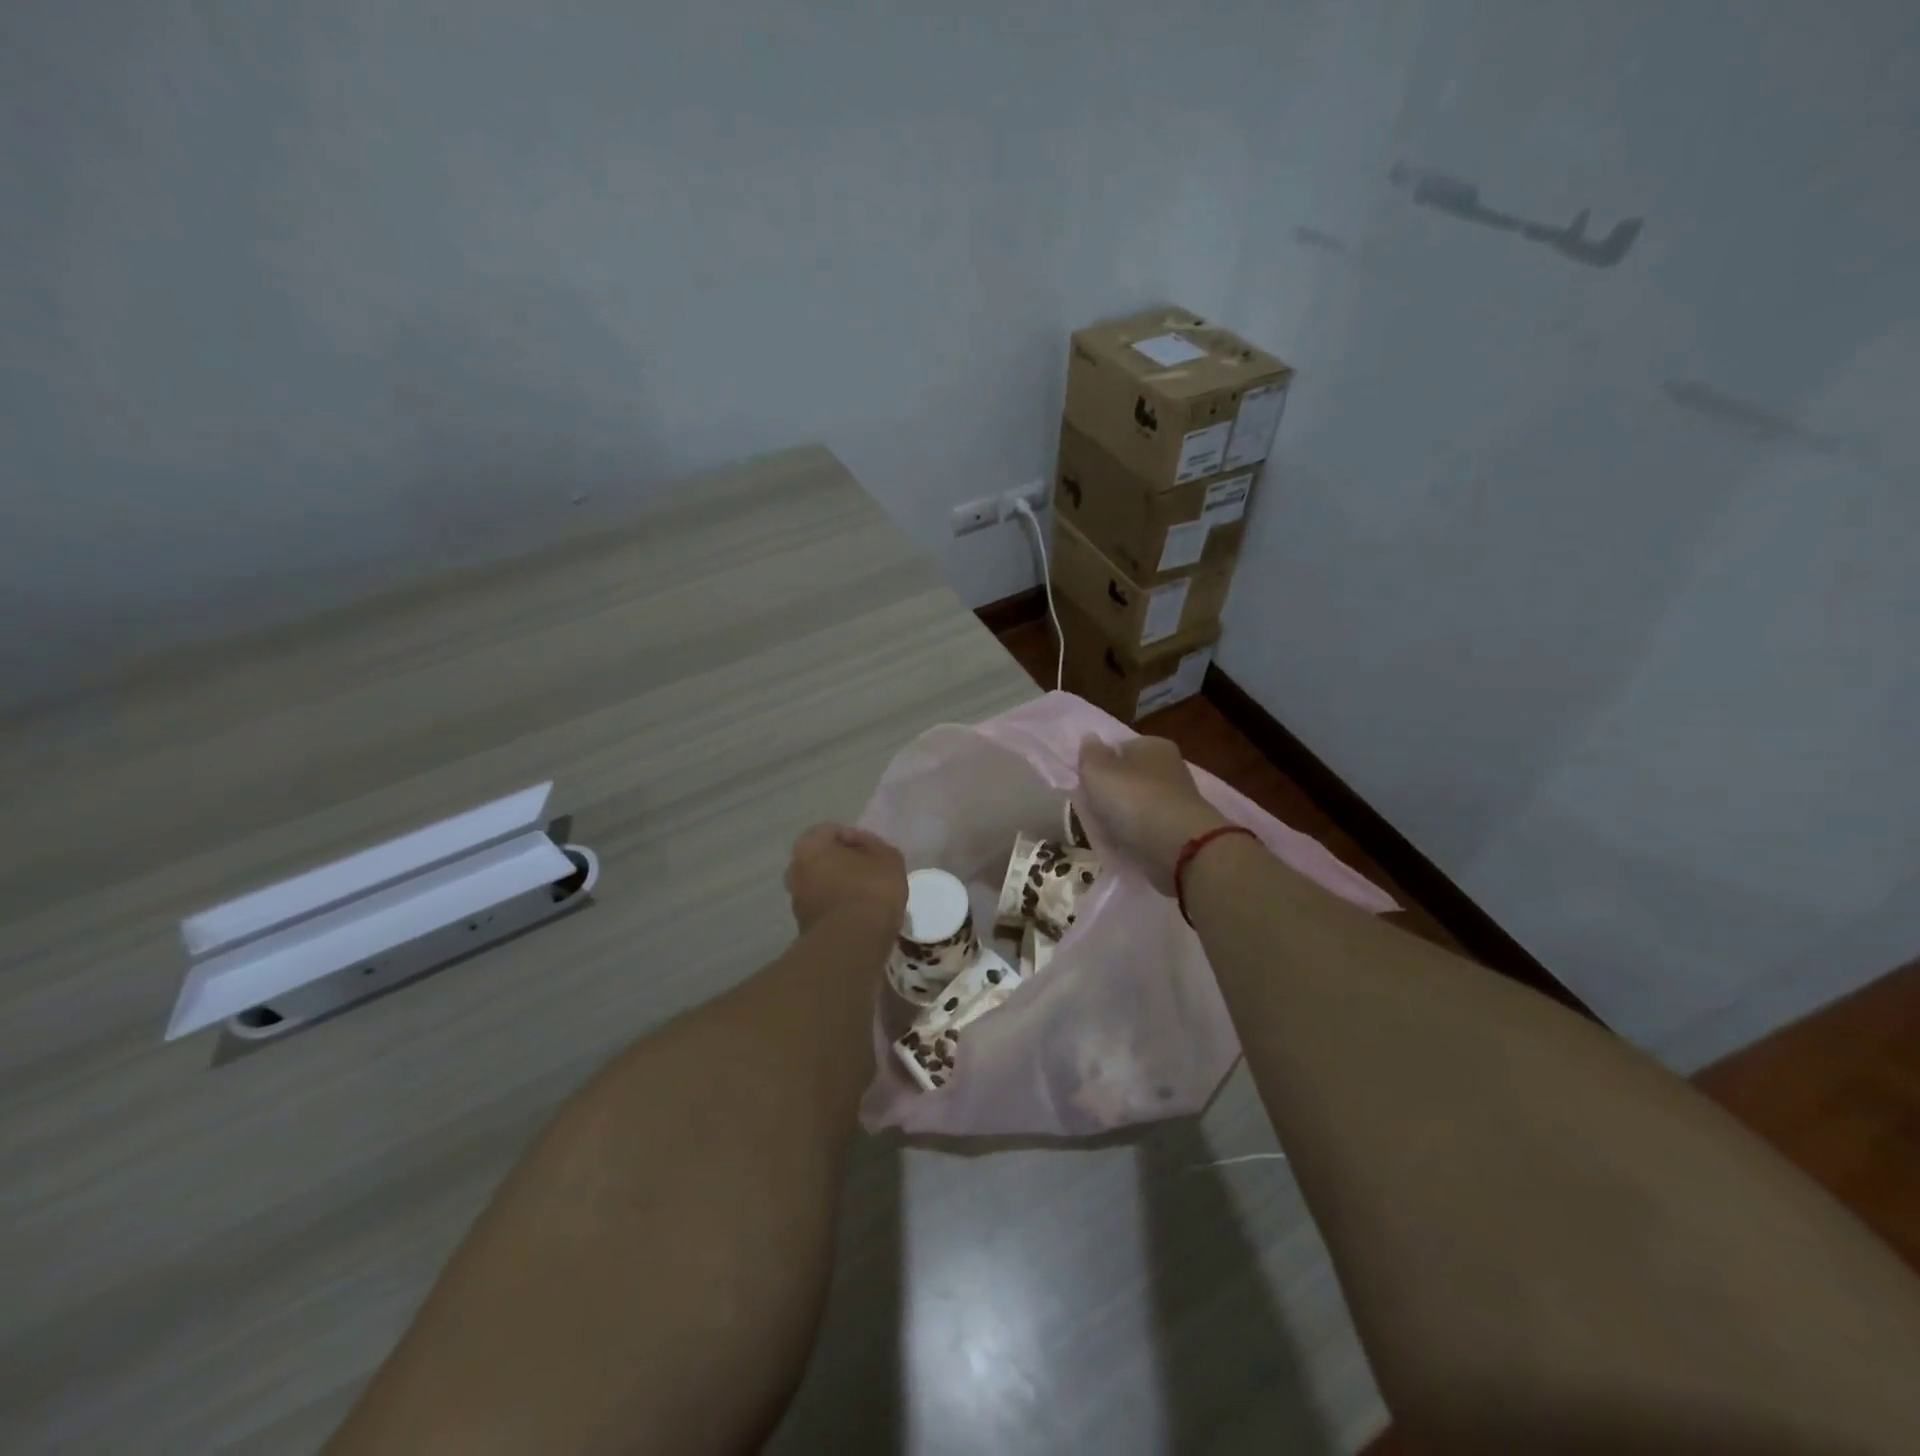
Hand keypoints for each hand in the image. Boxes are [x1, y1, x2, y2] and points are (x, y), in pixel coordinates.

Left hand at [784, 824, 907, 934]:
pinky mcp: (803, 926)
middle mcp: (795, 869)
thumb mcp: (888, 858)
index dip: (857, 839)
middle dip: (845, 863)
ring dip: (841, 887)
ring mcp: (796, 900)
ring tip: (868, 897)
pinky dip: (838, 907)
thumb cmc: (871, 891)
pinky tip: (860, 915)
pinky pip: (824, 907)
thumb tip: (863, 846)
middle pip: (824, 858)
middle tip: (871, 873)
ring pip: (822, 884)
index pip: (833, 831)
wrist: (853, 944)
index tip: (876, 854)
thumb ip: (874, 845)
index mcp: (809, 845)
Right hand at [1076, 736, 1230, 892]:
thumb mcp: (1098, 772)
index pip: (1120, 748)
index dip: (1101, 764)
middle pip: (1130, 776)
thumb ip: (1090, 754)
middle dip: (1112, 792)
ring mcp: (1178, 798)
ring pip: (1138, 803)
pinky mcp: (1181, 827)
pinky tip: (1125, 843)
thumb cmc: (1133, 799)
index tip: (1086, 784)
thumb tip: (1090, 738)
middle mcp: (1170, 766)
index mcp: (1153, 745)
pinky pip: (1149, 826)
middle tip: (1092, 809)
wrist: (1178, 846)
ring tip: (1105, 830)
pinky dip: (1137, 833)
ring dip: (1123, 815)